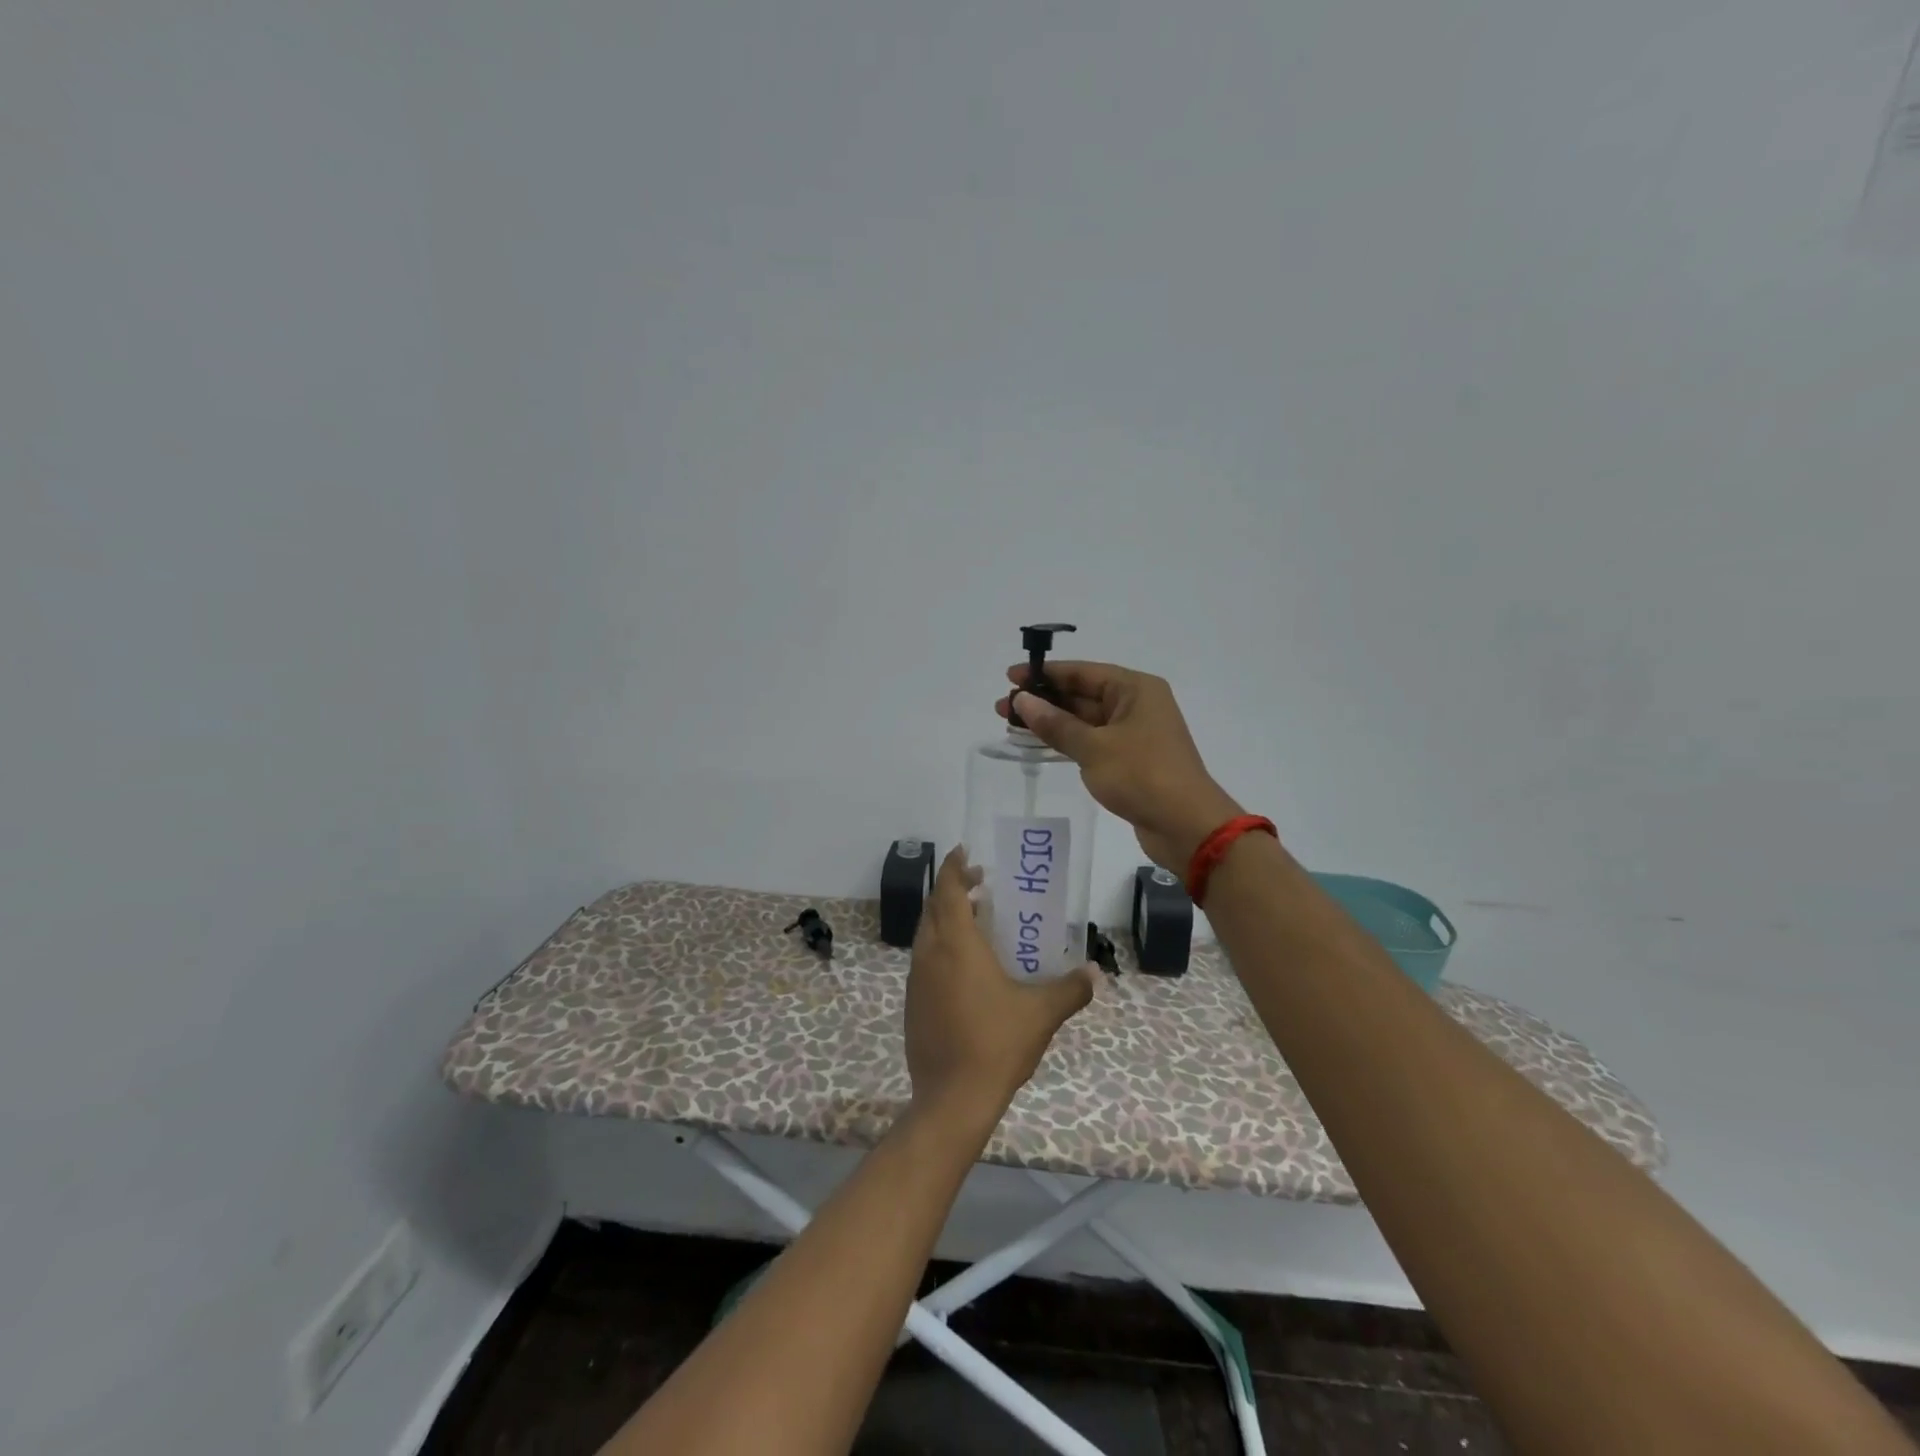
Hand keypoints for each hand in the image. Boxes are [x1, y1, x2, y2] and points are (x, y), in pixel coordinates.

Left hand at [904, 848, 1095, 1132]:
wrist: (952, 1098)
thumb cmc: (996, 1044)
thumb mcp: (1041, 1014)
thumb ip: (1070, 989)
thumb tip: (1093, 972)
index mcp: (956, 945)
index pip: (948, 891)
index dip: (955, 868)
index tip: (966, 853)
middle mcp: (929, 955)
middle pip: (934, 908)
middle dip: (953, 890)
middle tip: (980, 886)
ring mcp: (915, 980)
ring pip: (926, 935)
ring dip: (945, 919)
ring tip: (975, 921)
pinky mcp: (912, 1004)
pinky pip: (924, 960)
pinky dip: (940, 947)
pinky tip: (964, 967)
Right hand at [996, 661, 1242, 870]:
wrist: (1186, 826)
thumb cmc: (1142, 776)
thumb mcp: (1093, 748)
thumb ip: (1055, 724)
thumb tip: (1022, 700)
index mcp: (1134, 689)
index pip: (1082, 672)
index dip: (1044, 674)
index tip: (1010, 677)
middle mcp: (1137, 705)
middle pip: (1082, 694)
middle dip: (1043, 700)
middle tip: (1003, 707)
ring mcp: (1135, 733)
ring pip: (1085, 720)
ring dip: (1051, 722)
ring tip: (1012, 725)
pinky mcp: (1131, 760)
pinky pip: (1092, 741)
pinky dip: (1067, 741)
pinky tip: (1040, 744)